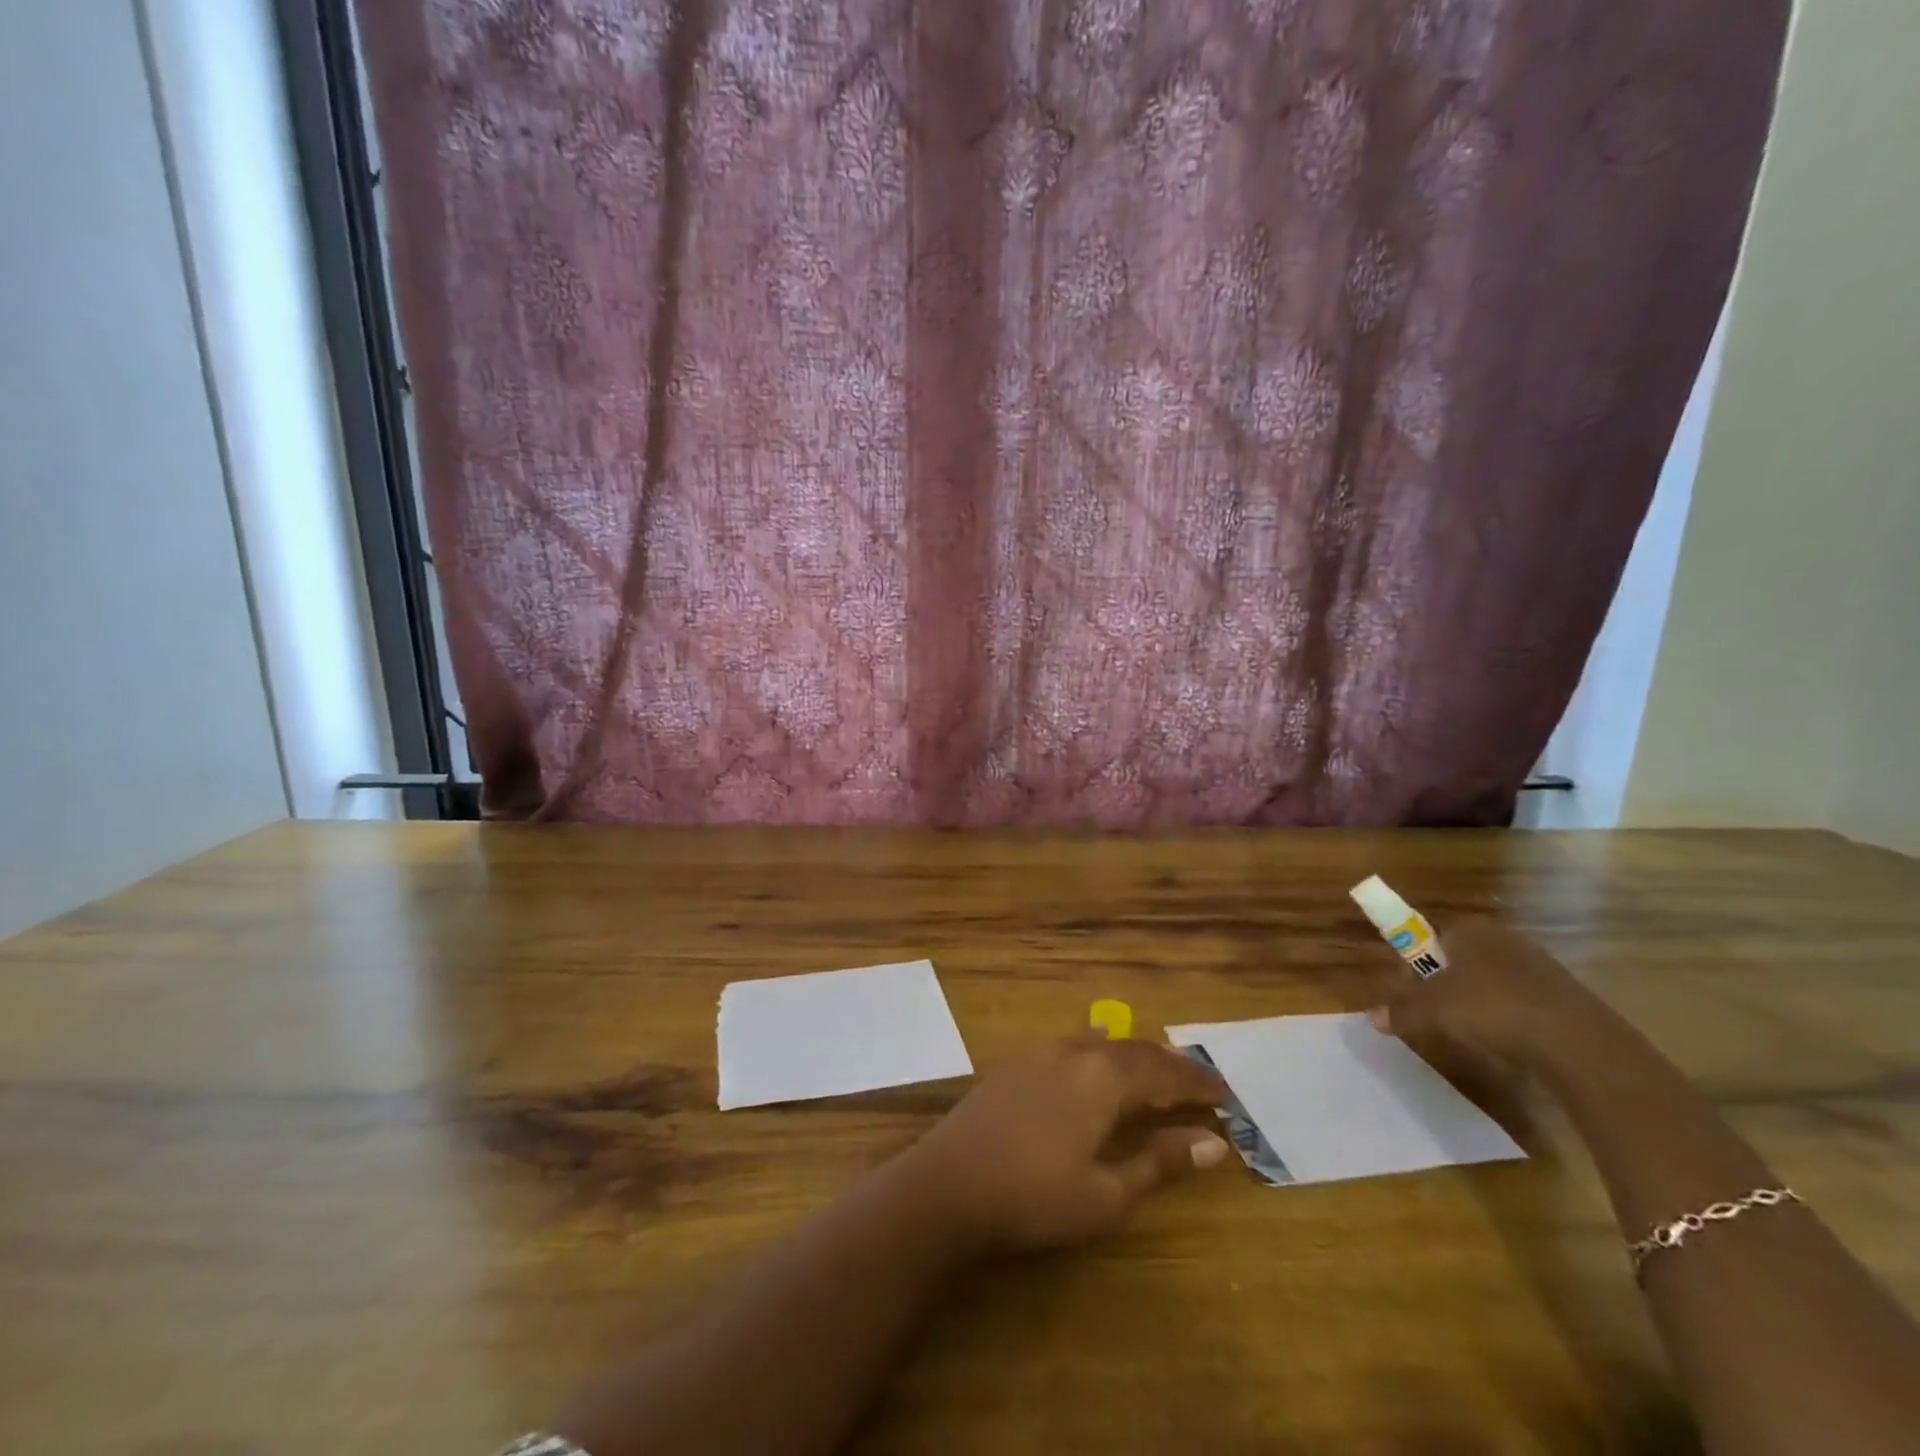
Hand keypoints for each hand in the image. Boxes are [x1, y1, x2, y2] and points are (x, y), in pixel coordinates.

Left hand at [901, 1036, 1231, 1253]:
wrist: (948, 1184)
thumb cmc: (1034, 1196)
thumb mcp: (1106, 1193)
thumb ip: (1159, 1162)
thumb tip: (1213, 1144)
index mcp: (1103, 1078)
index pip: (1163, 1073)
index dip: (1197, 1084)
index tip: (1226, 1095)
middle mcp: (1075, 1053)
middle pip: (1133, 1050)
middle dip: (1169, 1066)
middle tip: (1198, 1082)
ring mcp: (1041, 1054)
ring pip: (1101, 1043)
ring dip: (1134, 1056)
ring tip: (1156, 1070)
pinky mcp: (1016, 1064)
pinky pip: (1073, 1046)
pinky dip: (1100, 1052)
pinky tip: (1097, 1059)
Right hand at [1371, 917, 1607, 1070]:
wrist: (1578, 1043)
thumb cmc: (1491, 1008)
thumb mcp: (1431, 1011)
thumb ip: (1400, 1010)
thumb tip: (1371, 1016)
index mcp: (1468, 928)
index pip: (1429, 935)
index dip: (1414, 962)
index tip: (1409, 990)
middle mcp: (1502, 937)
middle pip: (1460, 957)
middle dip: (1444, 983)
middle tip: (1435, 1014)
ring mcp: (1539, 964)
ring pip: (1491, 980)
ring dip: (1477, 1002)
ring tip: (1472, 1032)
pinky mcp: (1565, 995)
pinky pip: (1521, 1001)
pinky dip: (1509, 1018)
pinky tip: (1508, 1041)